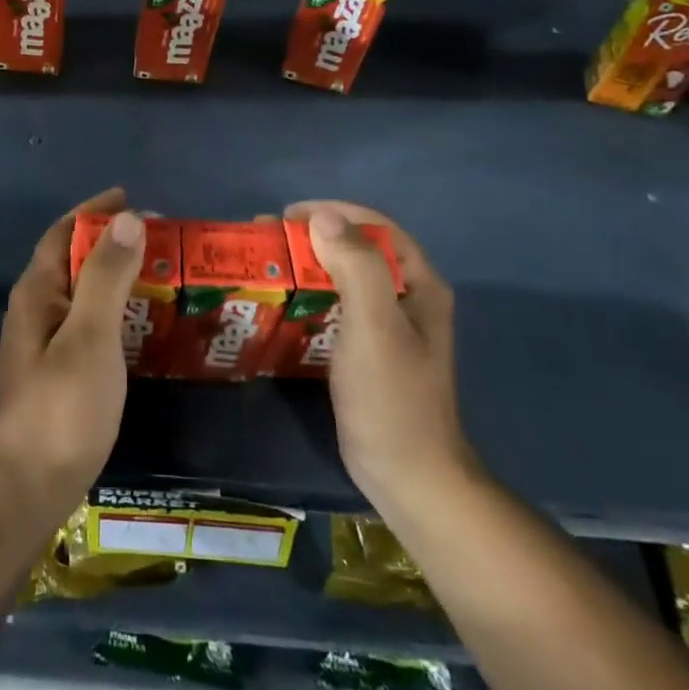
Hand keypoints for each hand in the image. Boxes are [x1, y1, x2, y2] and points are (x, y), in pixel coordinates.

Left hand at [0, 188, 142, 518]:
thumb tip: (127, 218)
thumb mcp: (90, 335)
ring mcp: (44, 341)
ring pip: (82, 291)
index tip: (132, 199)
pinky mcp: (58, 369)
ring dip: (115, 275)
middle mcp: (36, 309)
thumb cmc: (64, 405)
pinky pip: (89, 320)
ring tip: (158, 272)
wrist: (33, 484)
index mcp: (37, 292)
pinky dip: (115, 308)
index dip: (94, 212)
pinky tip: (142, 322)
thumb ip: (107, 275)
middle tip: (158, 238)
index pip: (63, 232)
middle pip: (73, 259)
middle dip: (110, 242)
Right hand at [285, 200, 475, 525]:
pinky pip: (338, 306)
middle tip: (269, 239)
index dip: (334, 213)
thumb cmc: (392, 397)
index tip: (288, 216)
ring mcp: (389, 326)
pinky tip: (284, 302)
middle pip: (359, 249)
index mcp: (419, 284)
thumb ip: (356, 267)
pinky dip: (311, 295)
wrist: (408, 476)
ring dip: (309, 264)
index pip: (377, 228)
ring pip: (346, 277)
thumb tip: (323, 217)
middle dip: (314, 236)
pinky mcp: (369, 349)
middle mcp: (408, 297)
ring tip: (269, 264)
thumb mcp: (375, 326)